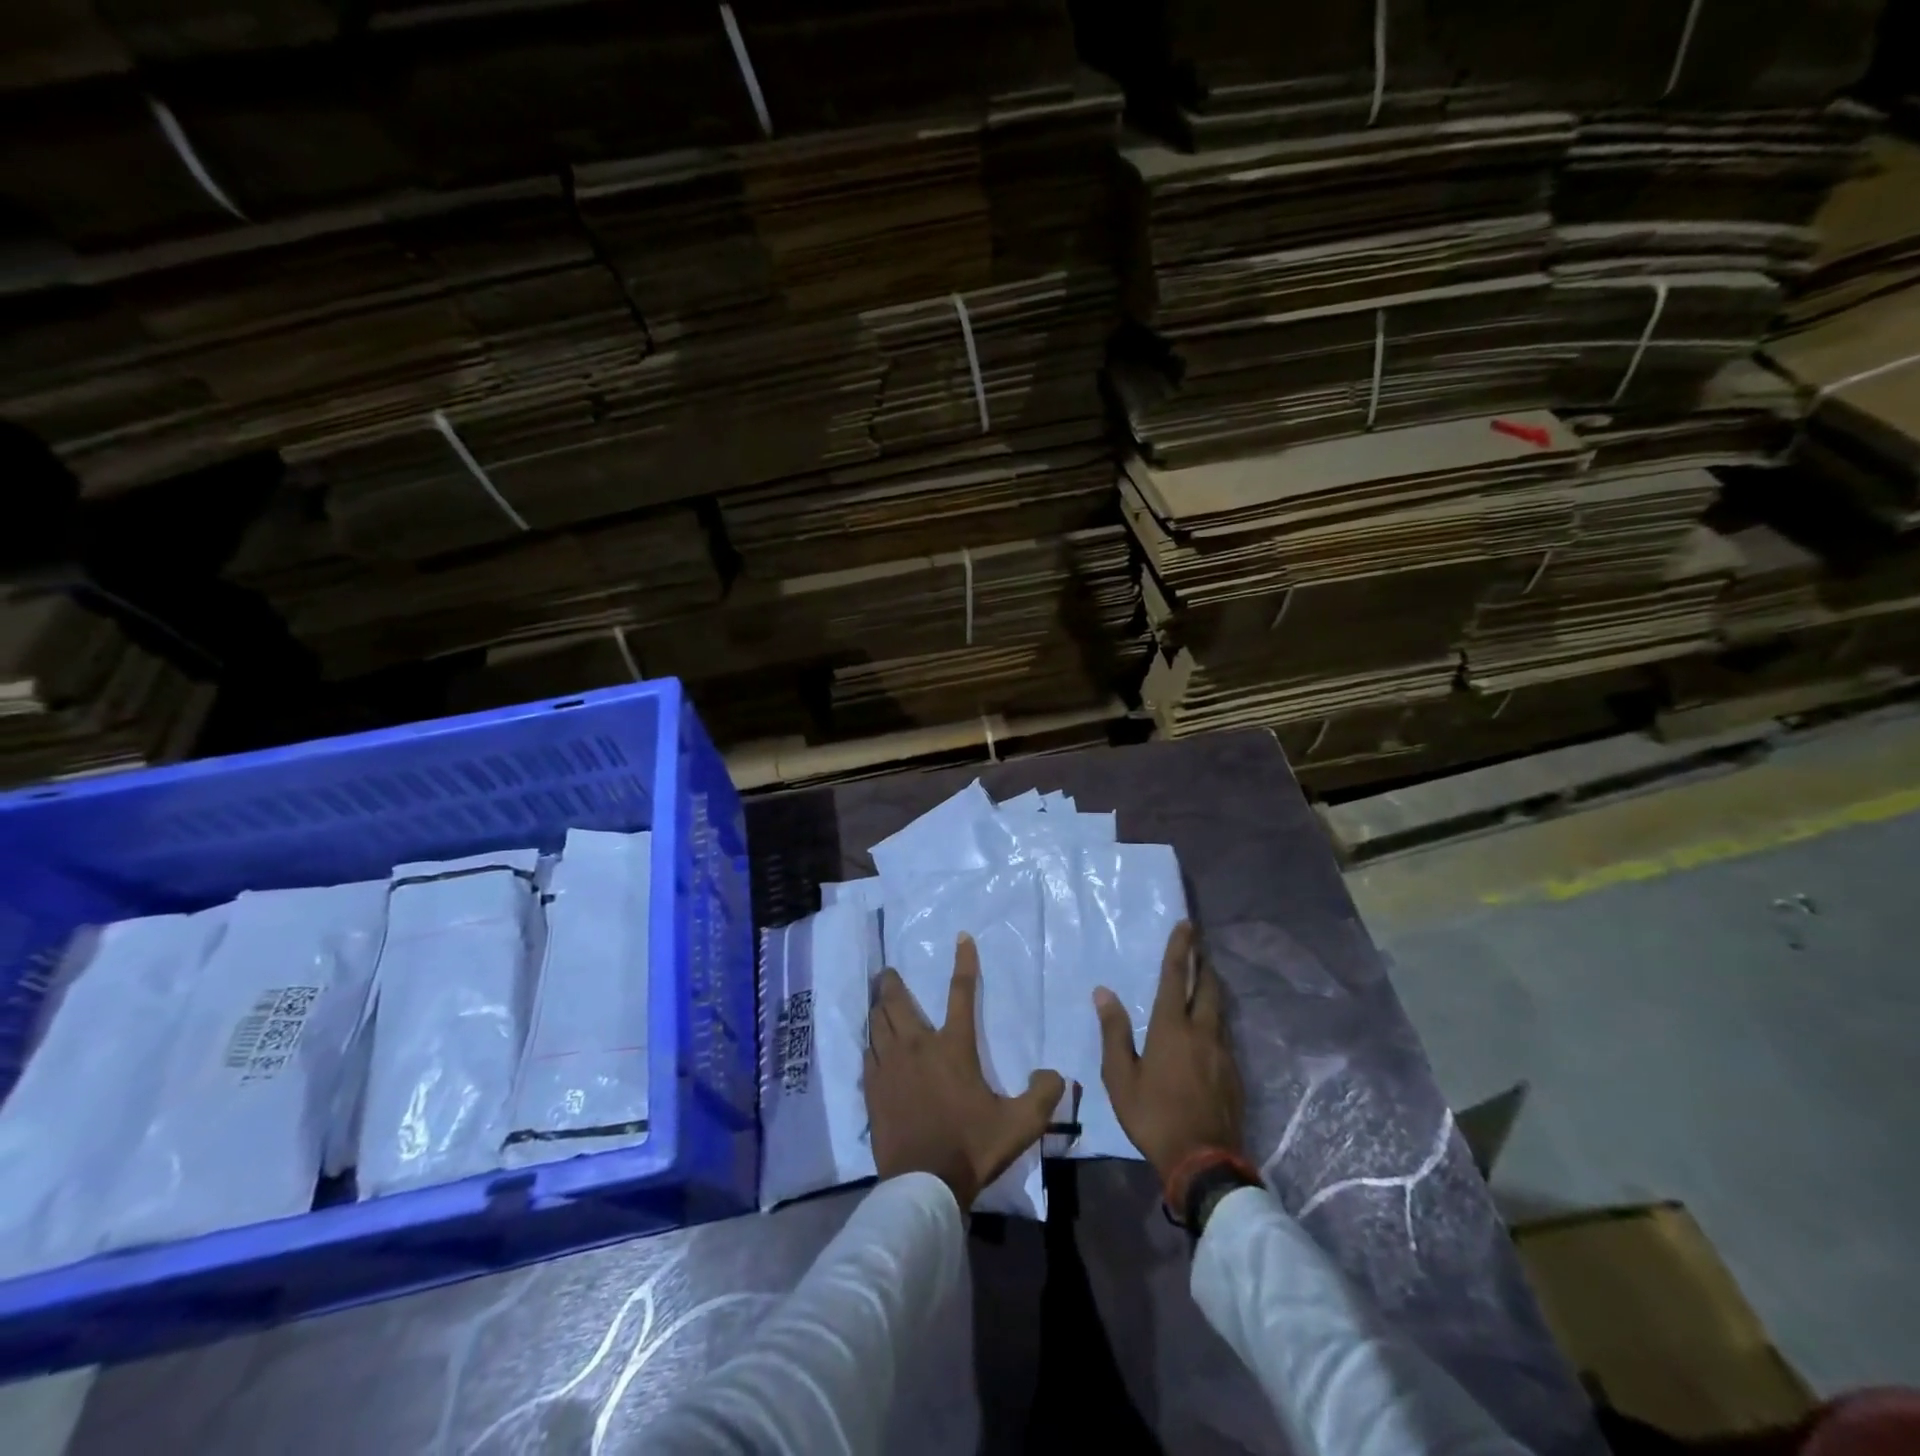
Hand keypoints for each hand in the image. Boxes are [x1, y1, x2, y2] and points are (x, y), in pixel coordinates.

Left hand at [865, 934, 1065, 1210]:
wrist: (923, 1184)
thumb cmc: (972, 1146)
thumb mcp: (1019, 1124)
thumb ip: (1042, 1095)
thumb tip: (1055, 1073)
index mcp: (953, 1046)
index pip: (961, 992)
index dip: (964, 962)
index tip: (962, 937)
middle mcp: (917, 1046)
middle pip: (897, 1002)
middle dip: (892, 982)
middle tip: (888, 971)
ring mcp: (890, 1067)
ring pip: (877, 1024)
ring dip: (878, 1008)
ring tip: (877, 1000)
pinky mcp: (873, 1089)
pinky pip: (868, 1054)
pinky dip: (871, 1043)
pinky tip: (872, 1045)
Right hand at [1095, 921, 1244, 1198]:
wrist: (1203, 1161)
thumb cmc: (1153, 1116)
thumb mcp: (1120, 1077)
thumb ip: (1114, 1032)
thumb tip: (1104, 992)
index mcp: (1171, 1028)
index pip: (1176, 977)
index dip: (1180, 949)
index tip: (1186, 924)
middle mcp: (1201, 1032)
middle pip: (1208, 986)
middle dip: (1203, 962)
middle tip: (1199, 945)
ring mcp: (1222, 1052)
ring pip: (1220, 1009)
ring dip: (1213, 987)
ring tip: (1206, 976)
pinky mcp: (1234, 1073)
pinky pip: (1224, 1033)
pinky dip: (1216, 1017)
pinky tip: (1210, 1026)